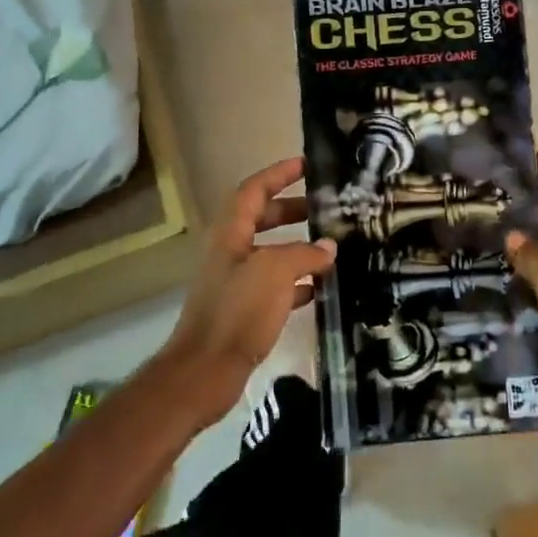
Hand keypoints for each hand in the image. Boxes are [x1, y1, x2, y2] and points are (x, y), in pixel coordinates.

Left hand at [156, 157, 335, 425]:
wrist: (205, 371)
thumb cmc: (237, 311)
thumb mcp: (275, 272)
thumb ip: (304, 254)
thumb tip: (328, 248)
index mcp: (231, 233)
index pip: (254, 190)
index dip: (279, 174)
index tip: (306, 165)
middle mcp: (231, 251)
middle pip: (263, 218)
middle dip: (293, 209)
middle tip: (326, 208)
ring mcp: (236, 282)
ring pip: (271, 252)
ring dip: (298, 246)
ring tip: (332, 247)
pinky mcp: (244, 310)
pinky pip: (275, 285)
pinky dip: (297, 281)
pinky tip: (321, 287)